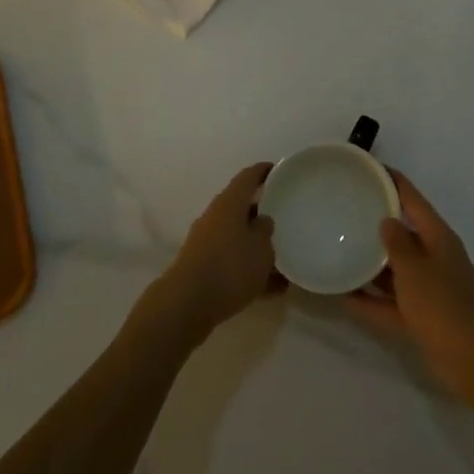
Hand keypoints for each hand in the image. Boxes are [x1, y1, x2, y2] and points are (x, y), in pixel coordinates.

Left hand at [148, 163, 278, 342]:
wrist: (187, 303)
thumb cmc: (230, 267)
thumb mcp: (260, 248)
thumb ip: (266, 230)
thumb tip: (263, 220)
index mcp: (229, 203)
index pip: (248, 177)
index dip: (264, 171)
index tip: (280, 171)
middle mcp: (215, 216)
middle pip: (242, 208)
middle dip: (264, 213)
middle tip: (286, 218)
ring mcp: (207, 242)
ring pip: (239, 238)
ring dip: (259, 248)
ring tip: (285, 262)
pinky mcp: (203, 267)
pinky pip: (233, 262)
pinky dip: (251, 270)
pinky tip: (273, 289)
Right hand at [345, 170, 473, 399]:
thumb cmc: (443, 305)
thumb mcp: (414, 269)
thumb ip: (396, 243)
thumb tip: (386, 221)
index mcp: (438, 237)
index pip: (412, 198)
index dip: (390, 180)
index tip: (366, 167)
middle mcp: (434, 257)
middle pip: (403, 232)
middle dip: (377, 221)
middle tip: (345, 208)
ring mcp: (429, 288)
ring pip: (395, 268)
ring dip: (371, 262)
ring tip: (339, 248)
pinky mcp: (423, 317)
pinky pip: (391, 301)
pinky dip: (370, 299)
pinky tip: (342, 295)